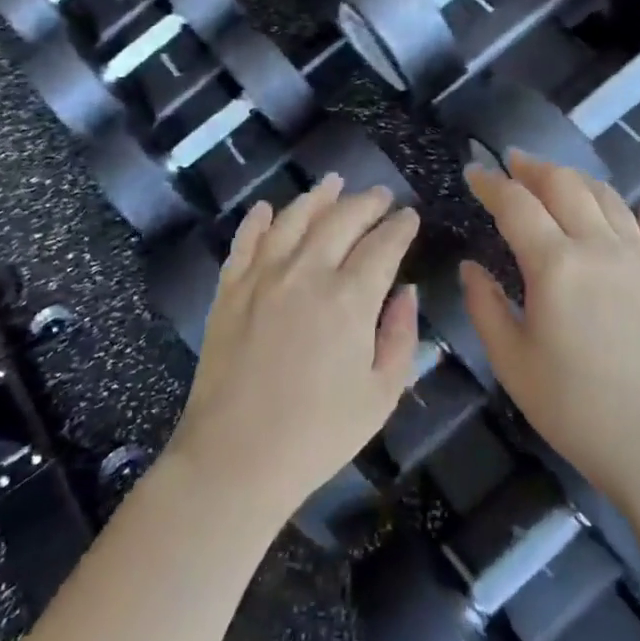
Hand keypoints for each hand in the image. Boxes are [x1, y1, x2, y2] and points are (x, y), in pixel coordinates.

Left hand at [168, 176, 421, 526]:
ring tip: (332, 183)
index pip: (384, 245)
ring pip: (293, 218)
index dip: (400, 226)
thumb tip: (407, 291)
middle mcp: (306, 272)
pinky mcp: (229, 289)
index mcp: (350, 298)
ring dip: (317, 197)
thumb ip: (401, 336)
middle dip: (366, 202)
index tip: (410, 216)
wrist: (235, 457)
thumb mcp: (381, 395)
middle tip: (380, 195)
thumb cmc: (317, 434)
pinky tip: (268, 209)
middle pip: (341, 219)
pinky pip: (245, 241)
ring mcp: (262, 276)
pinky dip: (258, 220)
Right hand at [461, 153, 639, 507]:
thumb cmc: (574, 407)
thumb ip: (485, 306)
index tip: (473, 173)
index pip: (516, 205)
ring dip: (577, 180)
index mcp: (555, 265)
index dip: (491, 183)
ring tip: (557, 178)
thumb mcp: (512, 361)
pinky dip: (639, 212)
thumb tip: (471, 267)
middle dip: (534, 168)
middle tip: (512, 162)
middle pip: (565, 186)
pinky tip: (638, 208)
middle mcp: (599, 247)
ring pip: (608, 198)